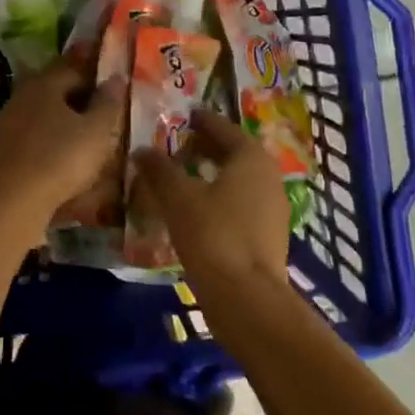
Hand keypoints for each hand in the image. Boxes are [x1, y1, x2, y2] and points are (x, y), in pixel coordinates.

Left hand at [0, 60, 122, 241]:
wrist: (15, 200)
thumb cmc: (62, 157)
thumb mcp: (97, 130)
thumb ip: (108, 102)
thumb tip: (116, 78)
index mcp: (45, 83)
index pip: (74, 67)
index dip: (96, 72)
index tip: (112, 78)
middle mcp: (24, 94)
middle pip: (57, 88)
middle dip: (80, 94)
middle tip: (103, 104)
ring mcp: (10, 121)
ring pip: (45, 111)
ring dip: (65, 117)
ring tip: (88, 130)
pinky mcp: (5, 147)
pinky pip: (36, 133)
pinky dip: (52, 136)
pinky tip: (65, 150)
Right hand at [131, 109, 289, 301]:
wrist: (248, 299)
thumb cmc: (214, 235)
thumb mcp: (178, 198)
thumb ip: (159, 170)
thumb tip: (142, 149)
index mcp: (251, 158)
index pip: (223, 128)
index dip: (201, 121)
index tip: (183, 116)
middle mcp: (268, 177)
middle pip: (233, 153)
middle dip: (205, 148)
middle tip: (176, 146)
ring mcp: (272, 209)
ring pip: (237, 180)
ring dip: (211, 175)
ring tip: (181, 177)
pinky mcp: (268, 236)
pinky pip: (240, 204)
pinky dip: (219, 198)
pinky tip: (196, 210)